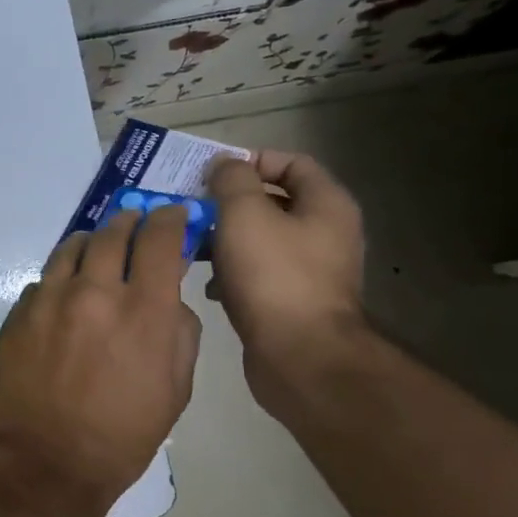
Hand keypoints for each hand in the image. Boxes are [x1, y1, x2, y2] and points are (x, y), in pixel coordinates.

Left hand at [0, 206, 202, 509]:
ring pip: (72, 246)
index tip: (172, 214)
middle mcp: (95, 290)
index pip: (159, 238)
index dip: (169, 218)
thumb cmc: (123, 434)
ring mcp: (50, 298)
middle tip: (134, 224)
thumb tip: (169, 299)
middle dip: (129, 222)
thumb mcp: (176, 389)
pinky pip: (44, 279)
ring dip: (91, 242)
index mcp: (144, 310)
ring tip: (97, 249)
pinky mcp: (19, 311)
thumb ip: (180, 332)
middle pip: (112, 232)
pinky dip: (61, 278)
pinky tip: (64, 295)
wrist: (46, 459)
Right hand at [207, 151, 366, 405]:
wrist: (300, 356)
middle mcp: (326, 233)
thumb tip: (225, 165)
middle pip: (274, 201)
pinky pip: (258, 272)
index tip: (212, 173)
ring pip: (261, 238)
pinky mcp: (293, 301)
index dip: (251, 160)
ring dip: (225, 237)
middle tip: (192, 206)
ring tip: (191, 244)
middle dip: (230, 201)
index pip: (292, 162)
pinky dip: (231, 271)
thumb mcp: (244, 214)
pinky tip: (207, 283)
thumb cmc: (273, 275)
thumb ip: (231, 180)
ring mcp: (312, 270)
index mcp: (326, 204)